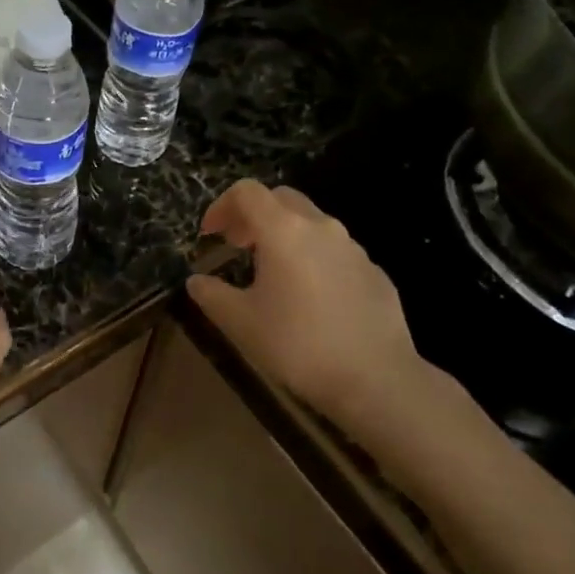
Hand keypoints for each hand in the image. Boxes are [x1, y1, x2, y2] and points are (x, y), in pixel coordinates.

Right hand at [186, 181, 425, 434]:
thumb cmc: (299, 346)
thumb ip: (211, 295)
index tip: (209, 234)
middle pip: (280, 198)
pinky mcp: (375, 272)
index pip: (246, 192)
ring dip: (284, 235)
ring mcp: (353, 248)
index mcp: (284, 230)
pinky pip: (335, 251)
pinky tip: (310, 297)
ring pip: (311, 223)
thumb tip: (197, 281)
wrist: (377, 380)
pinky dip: (313, 257)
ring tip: (271, 271)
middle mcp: (321, 227)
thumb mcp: (240, 323)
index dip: (221, 206)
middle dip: (253, 214)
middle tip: (237, 245)